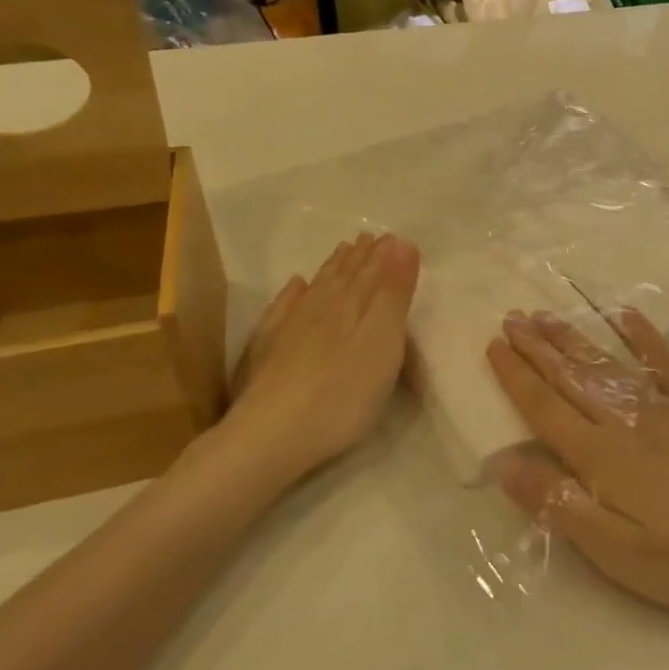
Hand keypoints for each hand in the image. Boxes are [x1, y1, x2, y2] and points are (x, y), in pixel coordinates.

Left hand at [221, 232, 420, 482]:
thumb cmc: (343, 391)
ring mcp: (291, 325)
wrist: (273, 433)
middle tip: (369, 238)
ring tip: (343, 252)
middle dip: (360, 256)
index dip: (385, 254)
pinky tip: (296, 286)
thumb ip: (392, 292)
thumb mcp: (383, 340)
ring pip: (318, 286)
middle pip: (345, 275)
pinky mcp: (269, 349)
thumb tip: (399, 242)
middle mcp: (321, 305)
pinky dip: (294, 293)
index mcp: (353, 302)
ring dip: (333, 268)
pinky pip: (285, 307)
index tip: (392, 236)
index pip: (373, 270)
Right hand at [487, 309, 668, 624]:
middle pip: (571, 378)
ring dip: (573, 338)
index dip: (516, 377)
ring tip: (546, 314)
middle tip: (510, 317)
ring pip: (607, 364)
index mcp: (601, 458)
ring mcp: (664, 409)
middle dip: (537, 348)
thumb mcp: (618, 552)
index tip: (494, 345)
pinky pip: (663, 363)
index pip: (545, 409)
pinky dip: (642, 336)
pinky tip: (626, 315)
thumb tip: (505, 466)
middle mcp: (625, 422)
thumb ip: (560, 506)